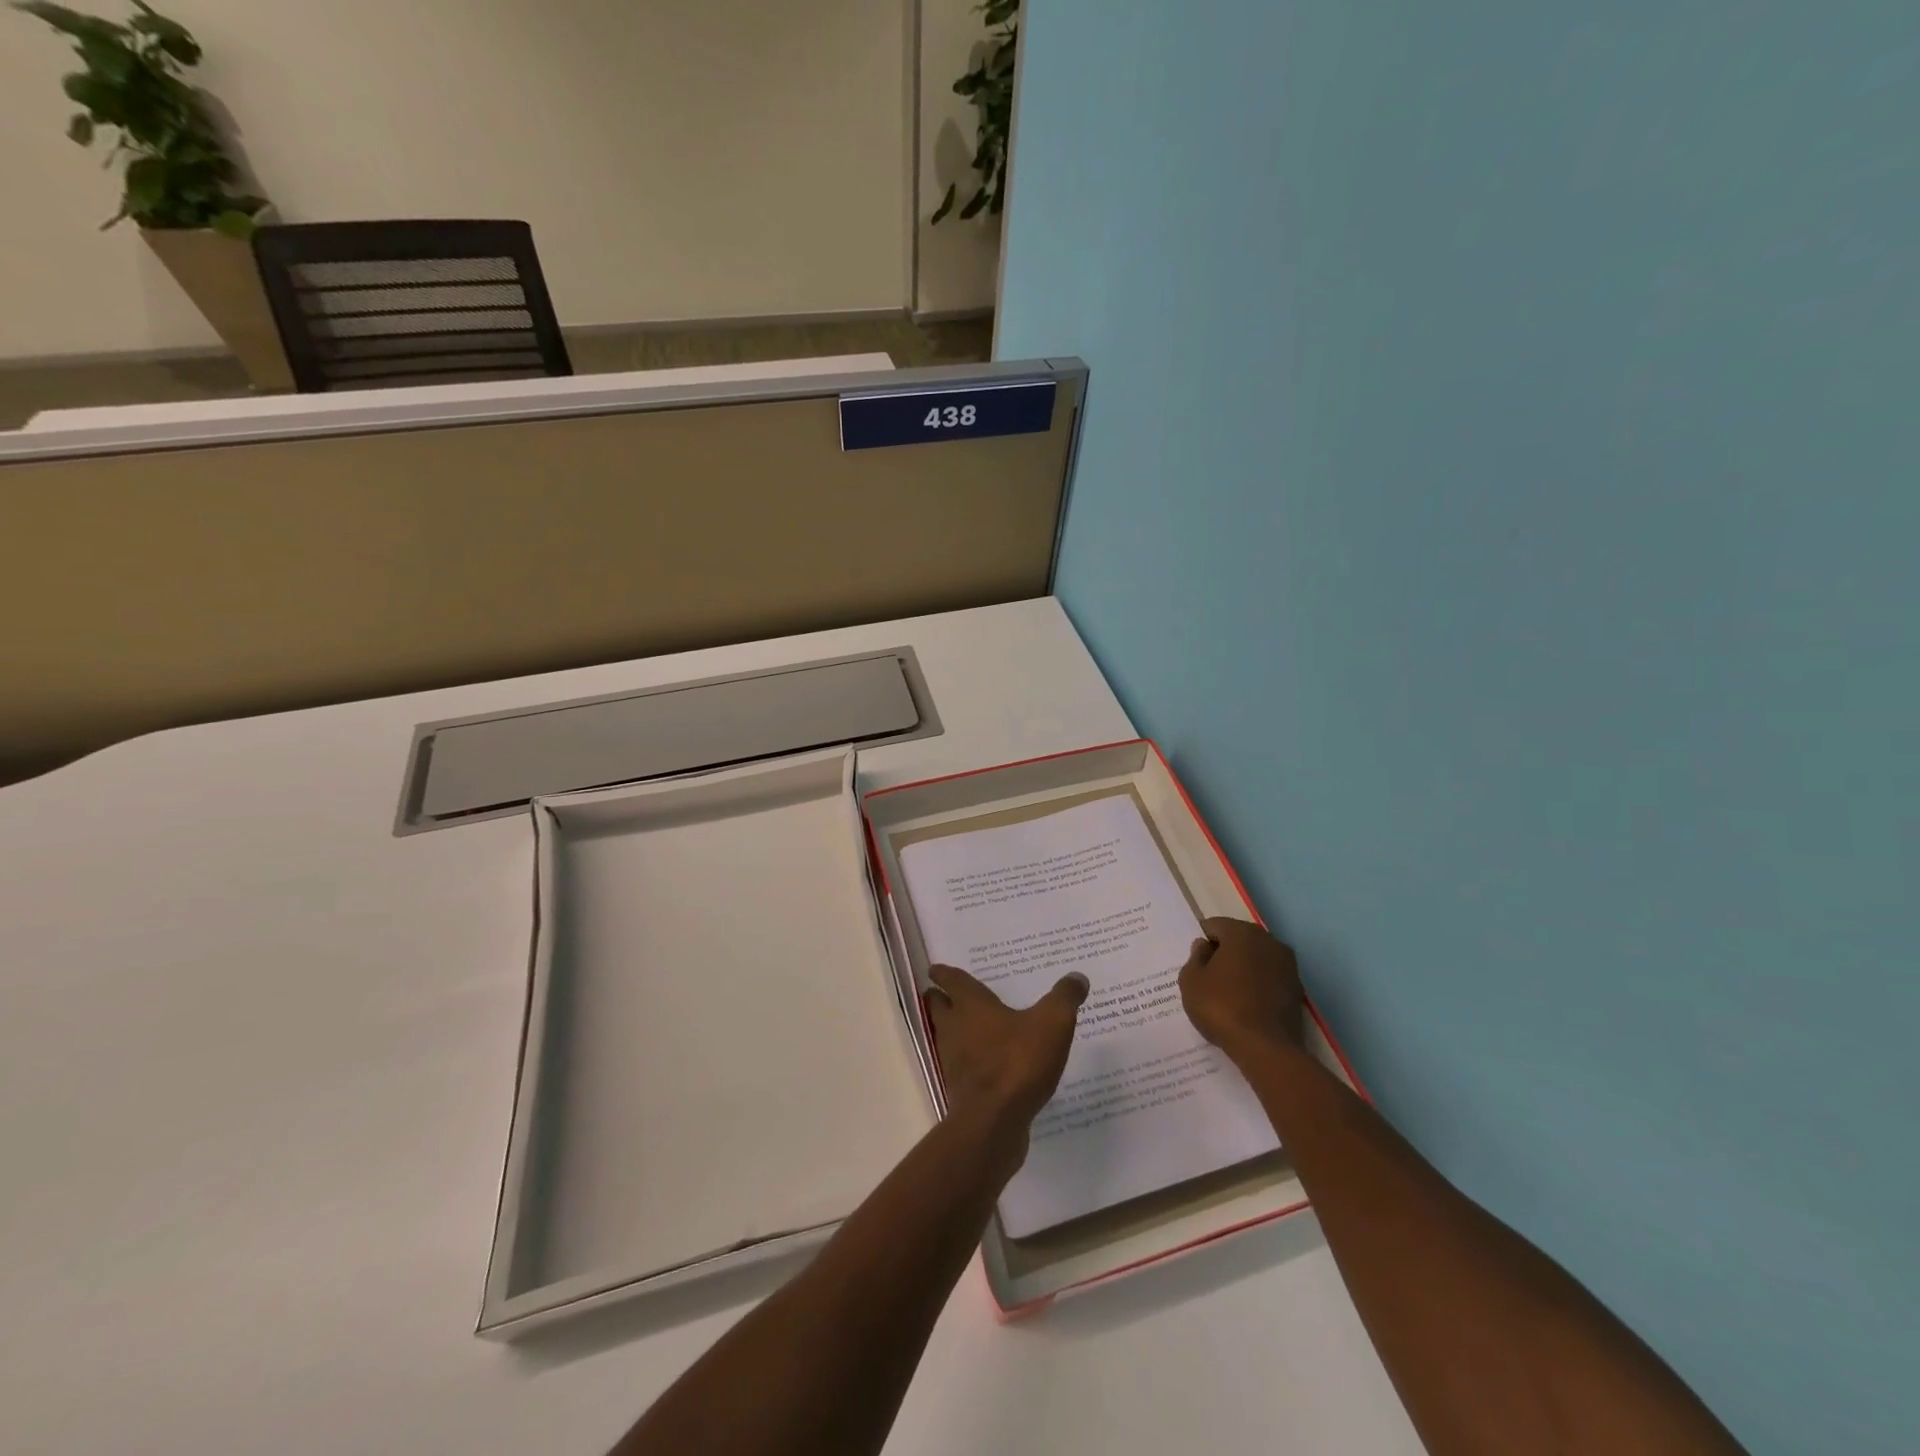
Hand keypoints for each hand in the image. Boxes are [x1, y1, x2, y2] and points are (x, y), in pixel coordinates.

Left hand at [924, 965, 1087, 1157]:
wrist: (994, 1122)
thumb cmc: (1019, 1062)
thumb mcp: (1052, 1023)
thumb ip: (1064, 998)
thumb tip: (1077, 976)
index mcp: (971, 1006)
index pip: (952, 981)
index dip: (943, 973)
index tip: (935, 969)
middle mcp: (955, 1029)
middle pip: (940, 1008)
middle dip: (941, 1000)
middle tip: (946, 993)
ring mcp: (954, 1061)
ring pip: (948, 1037)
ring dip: (954, 1029)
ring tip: (971, 1026)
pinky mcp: (962, 1089)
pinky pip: (962, 1065)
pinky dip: (970, 1059)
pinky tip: (989, 1063)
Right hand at [1179, 917, 1306, 1061]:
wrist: (1266, 1049)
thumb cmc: (1221, 1008)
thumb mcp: (1191, 981)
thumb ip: (1195, 957)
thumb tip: (1204, 946)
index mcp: (1242, 933)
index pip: (1215, 926)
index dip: (1202, 941)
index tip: (1194, 960)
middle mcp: (1269, 941)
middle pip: (1239, 939)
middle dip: (1223, 952)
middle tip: (1207, 975)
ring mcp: (1287, 965)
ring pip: (1256, 958)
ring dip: (1242, 967)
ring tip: (1227, 991)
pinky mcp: (1297, 988)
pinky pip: (1269, 977)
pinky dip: (1257, 984)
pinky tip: (1245, 1003)